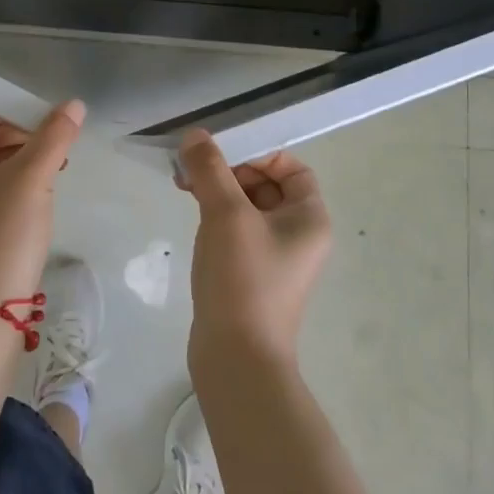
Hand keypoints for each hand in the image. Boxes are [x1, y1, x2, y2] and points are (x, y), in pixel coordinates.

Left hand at [0, 100, 85, 305]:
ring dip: (12, 154)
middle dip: (5, 131)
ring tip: (51, 160)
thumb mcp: (32, 178)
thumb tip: (74, 104)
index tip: (17, 117)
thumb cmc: (1, 231)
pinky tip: (41, 186)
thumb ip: (53, 136)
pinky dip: (8, 177)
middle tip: (41, 137)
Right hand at [177, 128, 332, 369]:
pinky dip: (216, 217)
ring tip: (184, 188)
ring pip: (247, 208)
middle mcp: (299, 235)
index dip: (258, 154)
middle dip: (229, 172)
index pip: (291, 167)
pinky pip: (237, 232)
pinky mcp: (251, 275)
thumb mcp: (226, 214)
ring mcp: (275, 258)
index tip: (221, 157)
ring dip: (218, 192)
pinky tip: (192, 218)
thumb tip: (196, 135)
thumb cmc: (243, 279)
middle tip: (192, 171)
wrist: (237, 358)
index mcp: (309, 217)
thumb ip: (211, 169)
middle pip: (266, 184)